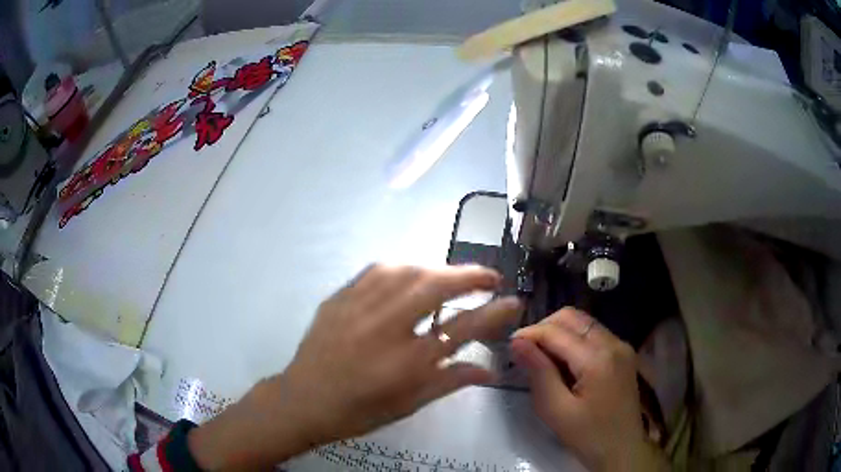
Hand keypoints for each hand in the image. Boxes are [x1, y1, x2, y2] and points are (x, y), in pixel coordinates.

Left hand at [189, 264, 521, 468]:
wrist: (304, 399)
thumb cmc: (359, 410)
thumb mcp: (409, 403)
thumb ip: (451, 381)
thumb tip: (490, 370)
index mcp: (406, 363)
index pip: (462, 329)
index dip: (494, 313)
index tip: (514, 301)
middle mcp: (384, 328)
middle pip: (435, 286)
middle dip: (470, 276)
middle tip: (491, 277)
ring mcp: (358, 308)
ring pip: (407, 271)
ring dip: (439, 268)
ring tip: (455, 276)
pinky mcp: (339, 297)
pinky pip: (377, 271)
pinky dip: (404, 268)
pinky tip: (413, 274)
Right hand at [511, 308, 666, 471]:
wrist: (622, 450)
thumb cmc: (588, 435)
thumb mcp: (556, 410)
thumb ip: (538, 373)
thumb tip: (517, 342)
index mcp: (598, 358)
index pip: (557, 331)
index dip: (529, 333)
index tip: (509, 345)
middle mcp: (613, 343)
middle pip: (573, 317)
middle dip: (544, 327)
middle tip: (525, 351)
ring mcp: (622, 346)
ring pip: (584, 323)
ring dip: (559, 333)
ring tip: (541, 357)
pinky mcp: (623, 354)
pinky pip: (594, 334)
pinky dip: (574, 340)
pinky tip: (563, 362)